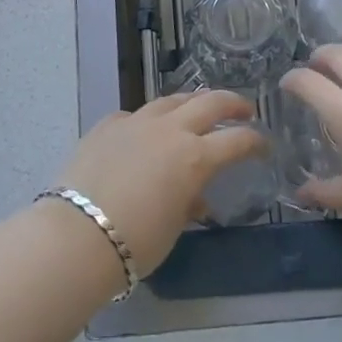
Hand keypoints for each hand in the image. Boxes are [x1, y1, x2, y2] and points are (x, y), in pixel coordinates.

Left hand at [54, 89, 264, 272]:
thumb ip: (189, 203)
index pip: (237, 140)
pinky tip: (146, 130)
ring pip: (172, 100)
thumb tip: (195, 197)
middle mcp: (170, 130)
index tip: (264, 145)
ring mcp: (136, 121)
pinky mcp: (108, 124)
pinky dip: (149, 120)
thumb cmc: (135, 242)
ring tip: (199, 108)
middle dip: (233, 103)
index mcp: (195, 157)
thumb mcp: (173, 227)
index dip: (256, 141)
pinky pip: (136, 114)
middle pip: (210, 103)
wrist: (77, 234)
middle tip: (245, 109)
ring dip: (192, 102)